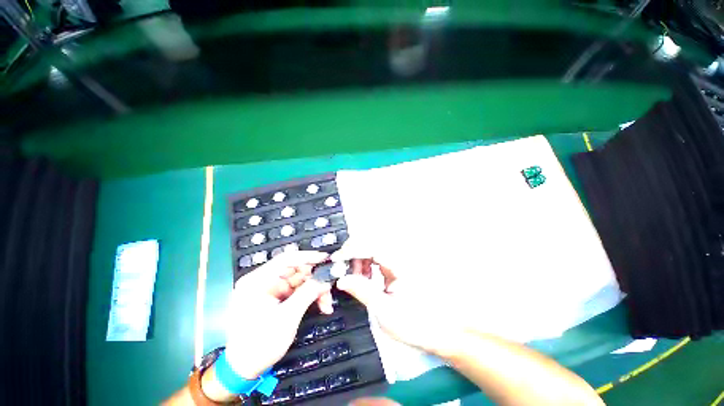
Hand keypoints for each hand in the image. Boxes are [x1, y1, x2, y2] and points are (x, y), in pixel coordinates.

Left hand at [223, 251, 332, 379]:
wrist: (242, 370)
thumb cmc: (260, 344)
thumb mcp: (287, 318)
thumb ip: (307, 293)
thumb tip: (324, 280)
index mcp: (257, 280)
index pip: (286, 259)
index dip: (308, 257)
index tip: (326, 259)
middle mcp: (262, 281)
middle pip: (295, 271)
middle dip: (314, 279)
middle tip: (329, 288)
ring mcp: (268, 290)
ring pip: (299, 281)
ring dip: (314, 290)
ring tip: (326, 304)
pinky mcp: (274, 299)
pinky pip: (296, 291)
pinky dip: (308, 296)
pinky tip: (320, 305)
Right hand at [332, 241, 464, 355]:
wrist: (436, 330)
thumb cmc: (413, 323)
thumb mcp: (383, 309)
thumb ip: (361, 290)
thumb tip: (341, 279)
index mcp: (398, 265)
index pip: (370, 247)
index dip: (351, 249)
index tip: (336, 259)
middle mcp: (398, 258)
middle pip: (370, 245)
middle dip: (354, 255)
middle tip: (345, 272)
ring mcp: (397, 263)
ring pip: (372, 251)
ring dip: (359, 261)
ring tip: (354, 277)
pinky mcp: (395, 268)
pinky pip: (376, 259)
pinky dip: (366, 266)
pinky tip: (364, 278)